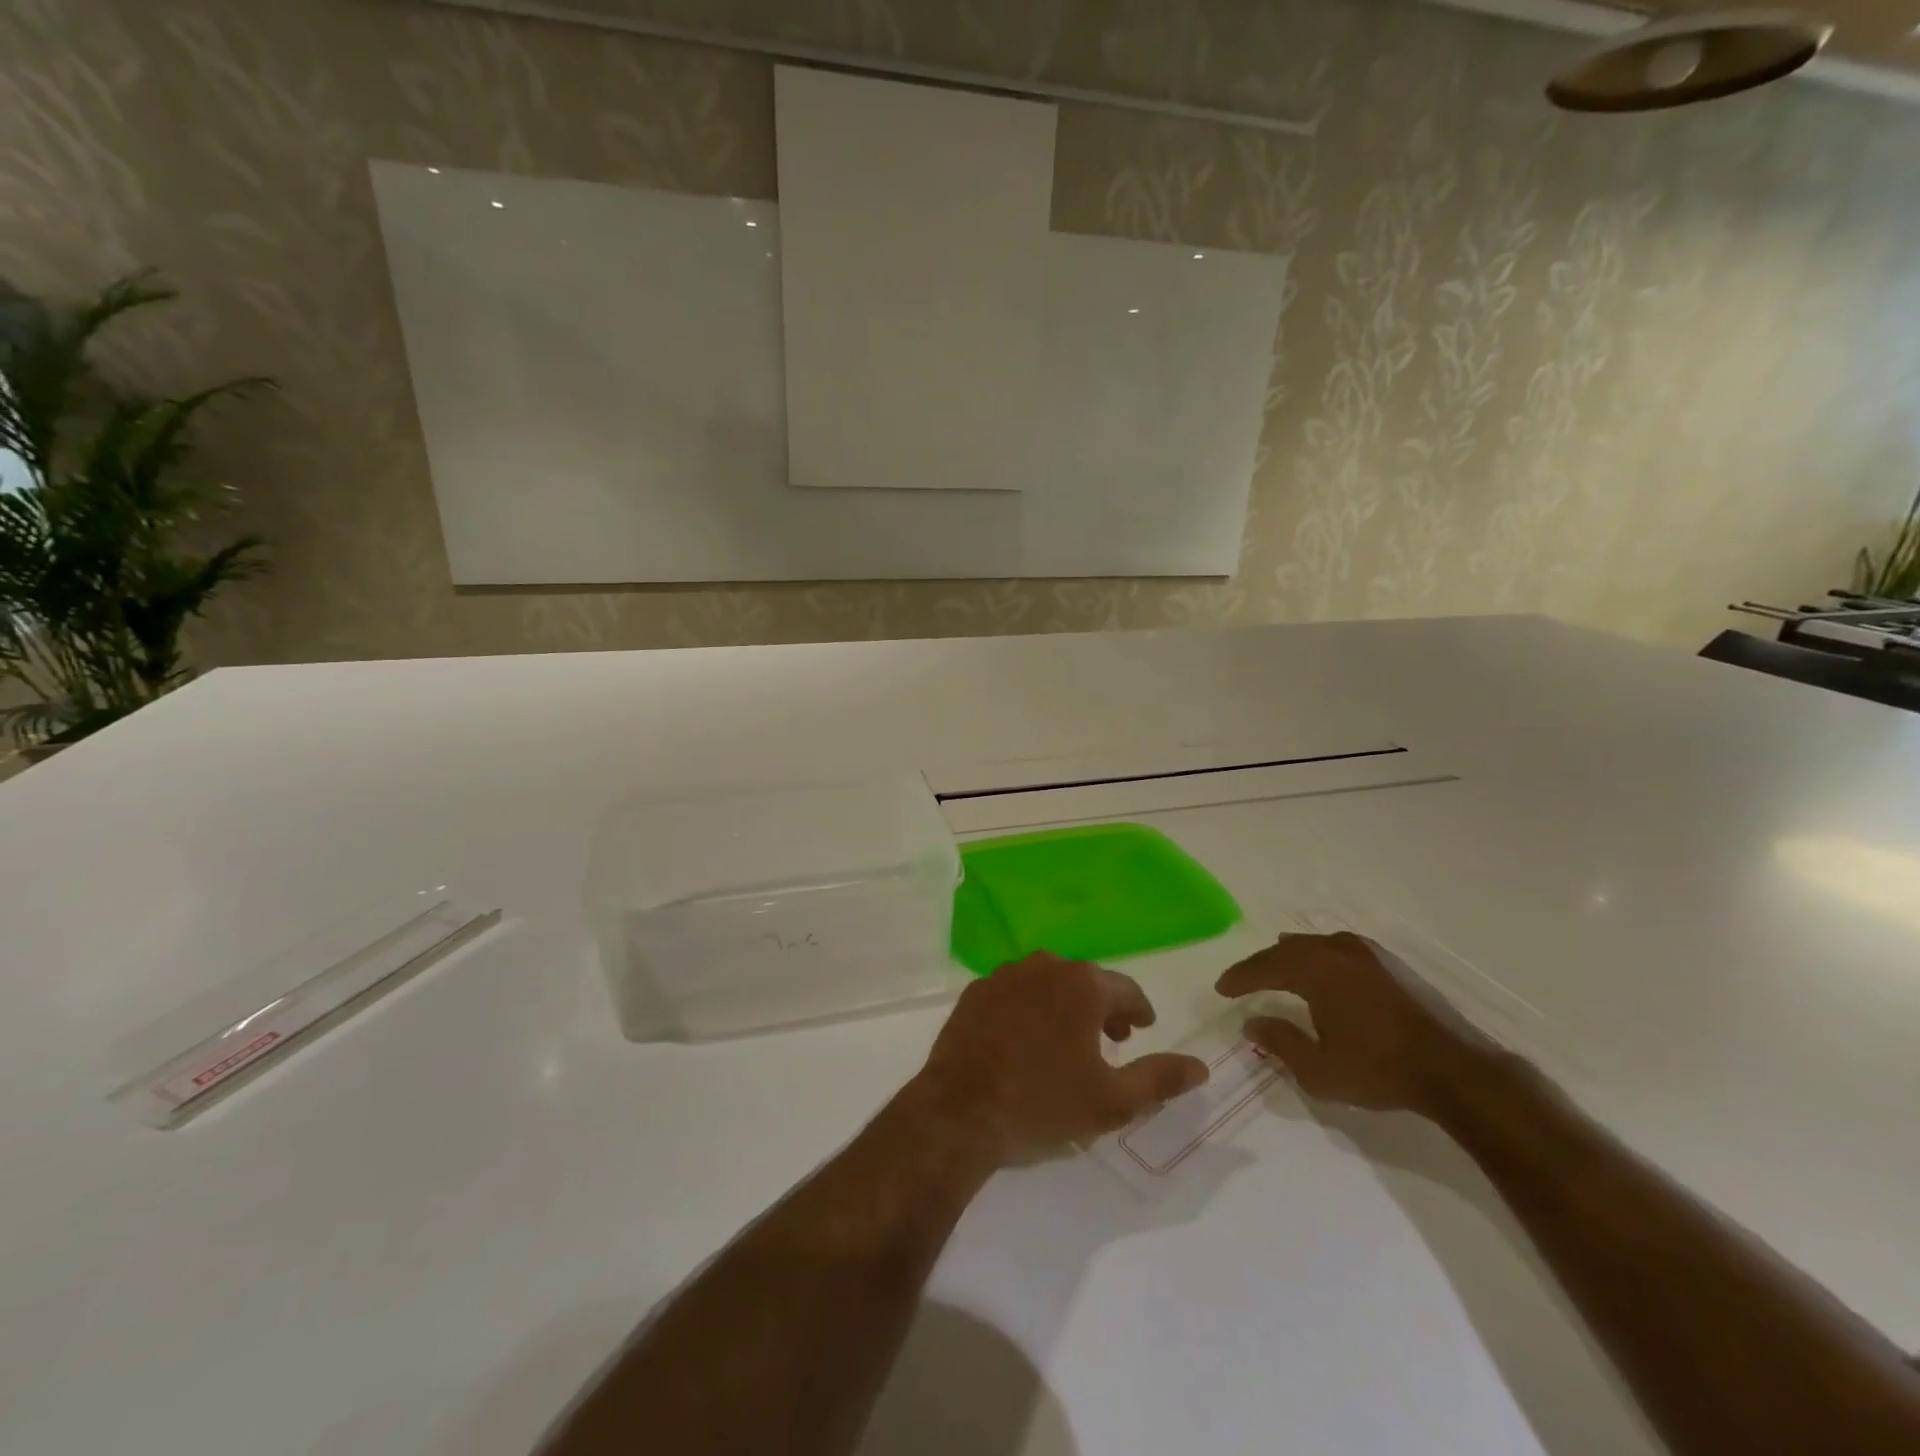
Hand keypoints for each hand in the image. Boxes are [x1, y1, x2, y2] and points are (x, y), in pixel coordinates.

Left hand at [908, 952, 1208, 1169]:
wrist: (961, 1111)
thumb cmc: (1043, 1105)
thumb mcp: (1112, 1101)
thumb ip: (1160, 1079)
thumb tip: (1200, 1066)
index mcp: (1082, 985)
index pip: (1125, 989)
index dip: (1139, 1010)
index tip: (1143, 1028)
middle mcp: (1044, 967)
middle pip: (1085, 981)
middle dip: (1103, 1007)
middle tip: (1112, 1040)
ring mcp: (1004, 975)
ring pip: (1047, 983)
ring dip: (1065, 1004)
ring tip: (1069, 1039)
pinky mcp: (975, 992)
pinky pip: (1014, 992)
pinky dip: (1028, 1007)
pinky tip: (1025, 1039)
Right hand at [1214, 931, 1500, 1118]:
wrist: (1456, 1071)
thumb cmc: (1380, 1070)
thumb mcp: (1318, 1069)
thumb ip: (1279, 1043)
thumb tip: (1251, 1023)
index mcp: (1315, 970)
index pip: (1264, 967)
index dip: (1239, 977)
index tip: (1221, 989)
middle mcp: (1337, 950)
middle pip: (1287, 950)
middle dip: (1262, 965)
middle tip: (1243, 980)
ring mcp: (1368, 954)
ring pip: (1315, 945)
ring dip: (1291, 957)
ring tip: (1277, 967)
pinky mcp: (1391, 965)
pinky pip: (1339, 949)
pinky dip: (1319, 958)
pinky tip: (1323, 970)